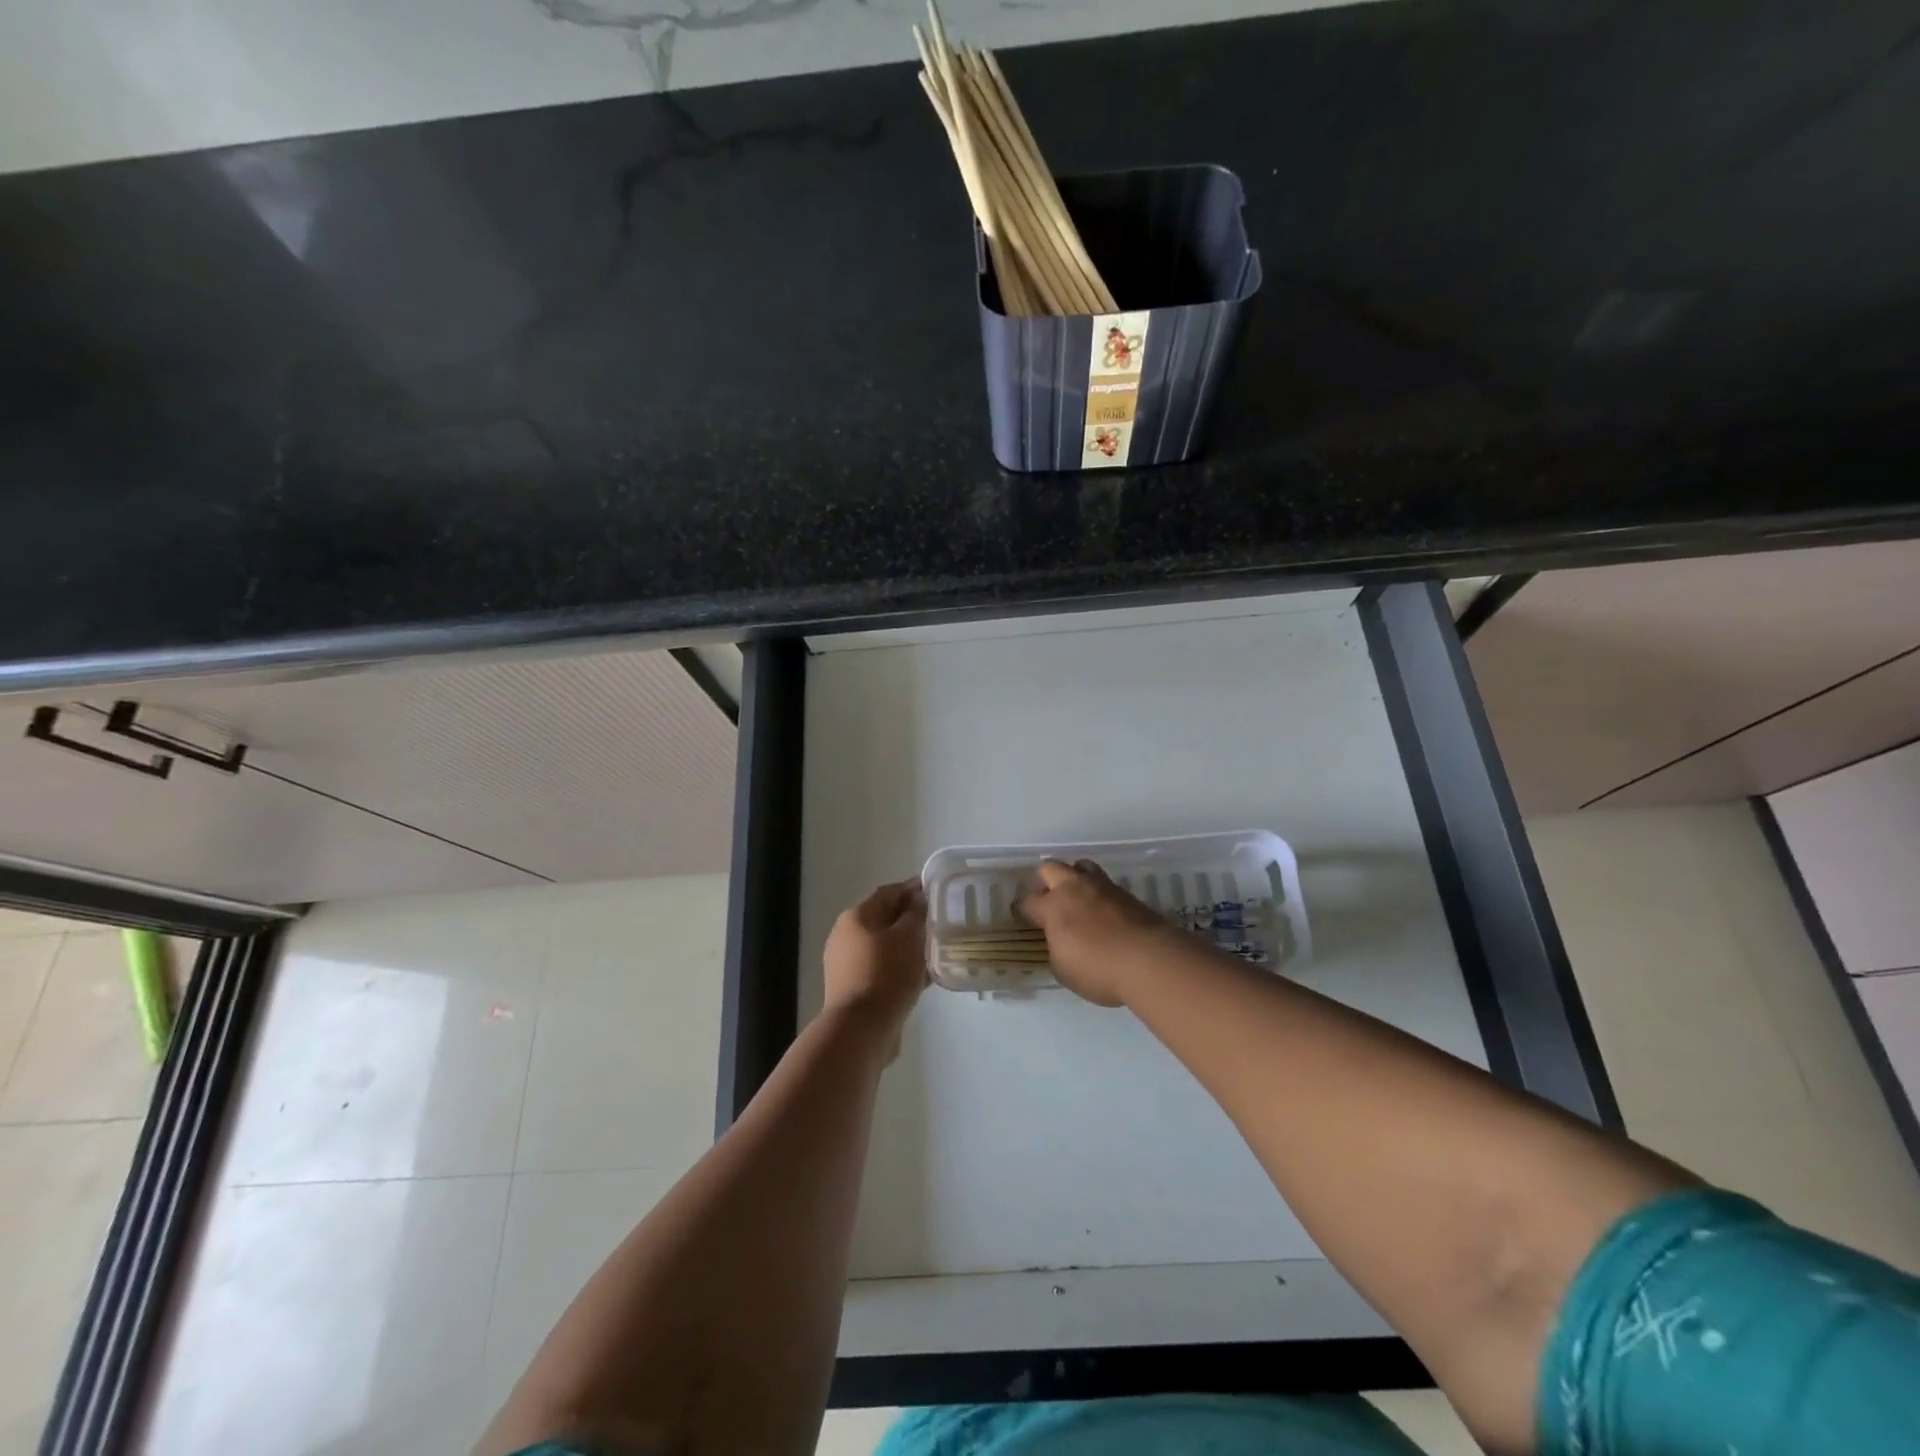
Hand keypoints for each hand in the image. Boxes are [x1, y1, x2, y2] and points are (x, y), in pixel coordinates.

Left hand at [823, 878, 927, 1035]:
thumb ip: (915, 914)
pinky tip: (926, 975)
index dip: (911, 888)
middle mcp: (846, 937)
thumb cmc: (886, 973)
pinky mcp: (856, 989)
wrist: (861, 1029)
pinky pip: (884, 969)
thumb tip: (917, 900)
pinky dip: (903, 968)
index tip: (934, 889)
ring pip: (886, 946)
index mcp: (855, 917)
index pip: (887, 893)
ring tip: (937, 948)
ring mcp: (848, 965)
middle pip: (884, 919)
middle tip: (939, 920)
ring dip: (909, 945)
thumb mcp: (908, 937)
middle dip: (911, 918)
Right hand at [1016, 859, 1175, 1006]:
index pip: (1027, 902)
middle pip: (1051, 868)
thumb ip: (1056, 950)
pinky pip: (1105, 884)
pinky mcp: (1127, 894)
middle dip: (1045, 881)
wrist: (1149, 960)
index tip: (1022, 917)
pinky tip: (1104, 912)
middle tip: (1049, 900)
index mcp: (1052, 907)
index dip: (1021, 910)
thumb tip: (1060, 942)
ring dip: (1075, 878)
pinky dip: (1100, 894)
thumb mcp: (1064, 969)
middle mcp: (1074, 889)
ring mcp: (1103, 887)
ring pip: (1082, 867)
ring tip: (1078, 898)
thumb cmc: (1098, 969)